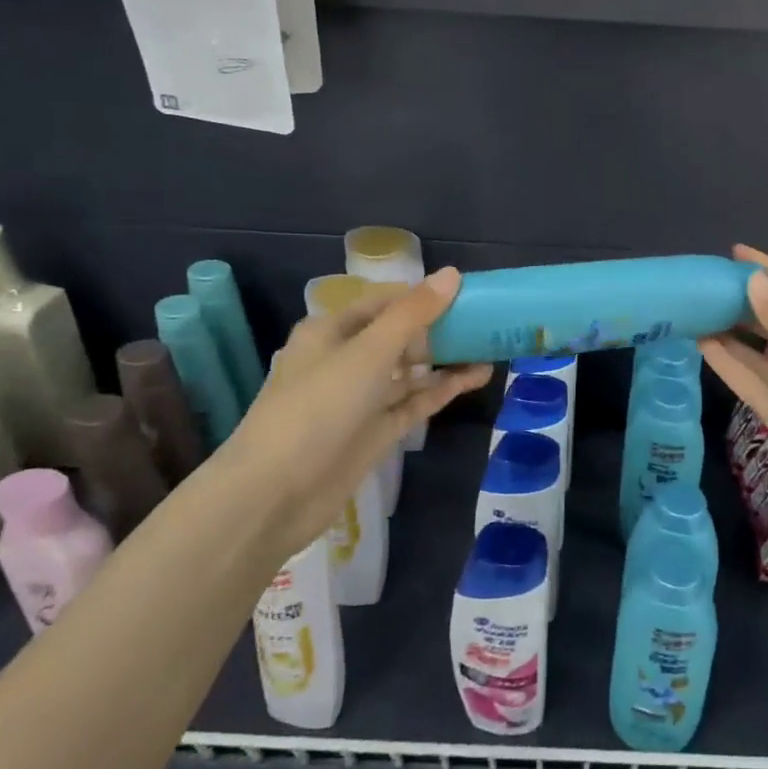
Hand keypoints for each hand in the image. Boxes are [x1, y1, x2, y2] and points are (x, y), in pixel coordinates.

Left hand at [224, 267, 491, 542]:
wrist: (275, 494)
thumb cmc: (318, 406)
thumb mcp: (369, 352)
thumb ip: (414, 314)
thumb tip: (452, 274)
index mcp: (332, 330)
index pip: (385, 302)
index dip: (424, 296)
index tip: (468, 294)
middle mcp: (346, 359)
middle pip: (399, 335)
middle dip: (439, 329)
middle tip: (486, 323)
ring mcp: (361, 398)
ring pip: (410, 371)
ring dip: (446, 360)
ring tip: (491, 348)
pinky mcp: (374, 431)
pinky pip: (413, 402)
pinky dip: (442, 390)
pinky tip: (476, 377)